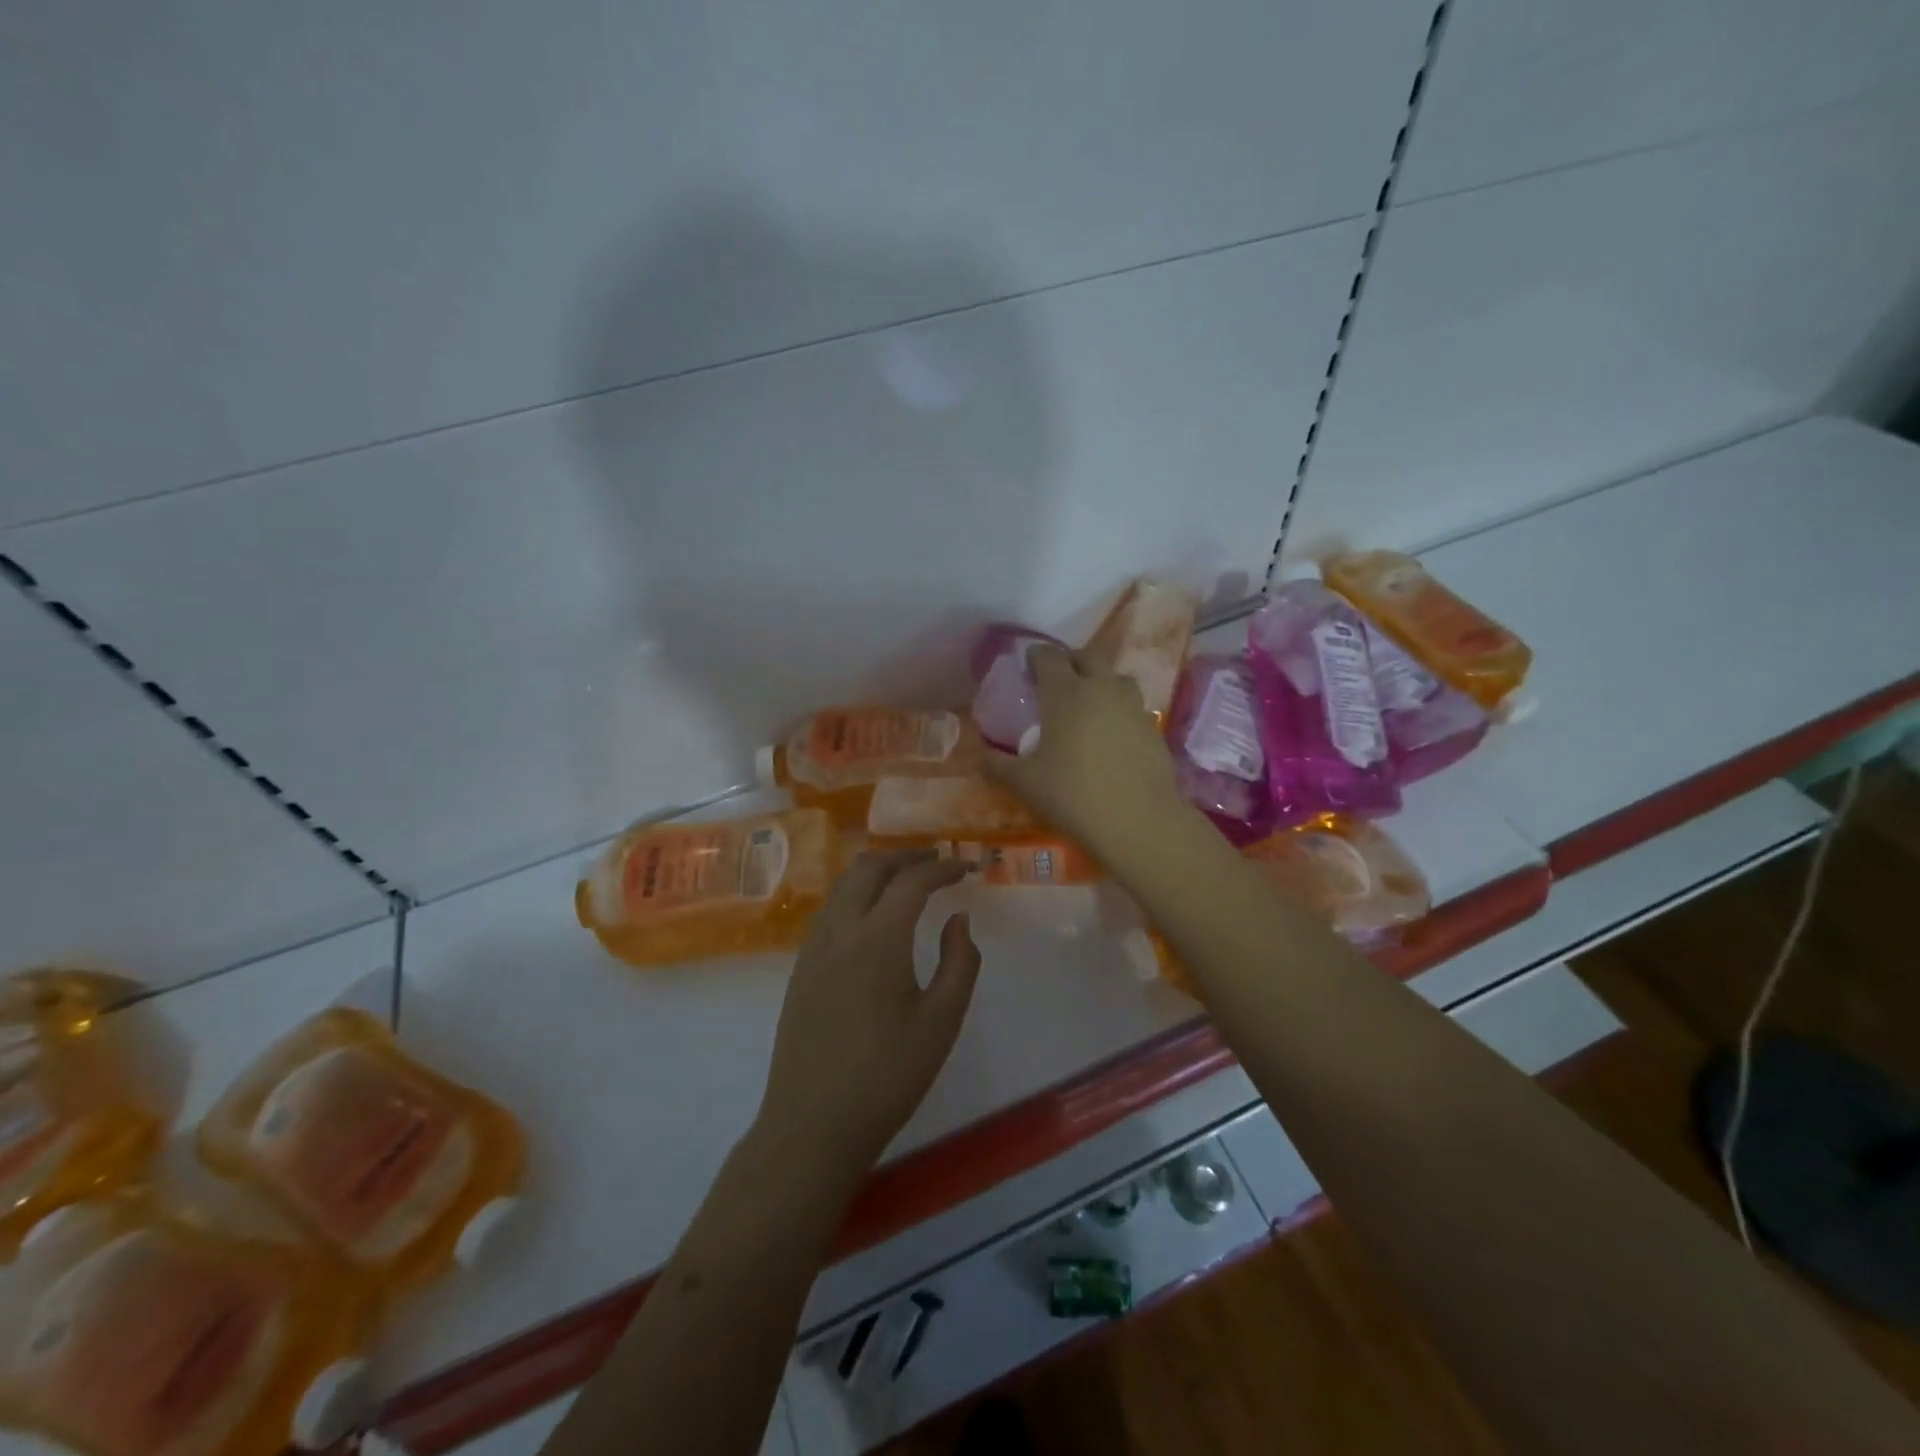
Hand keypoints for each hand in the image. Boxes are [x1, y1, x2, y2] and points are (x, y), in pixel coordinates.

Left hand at [758, 851, 982, 1184]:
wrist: (812, 1125)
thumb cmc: (887, 1076)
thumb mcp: (941, 1023)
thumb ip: (959, 963)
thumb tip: (958, 919)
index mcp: (877, 939)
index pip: (912, 881)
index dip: (942, 867)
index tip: (967, 867)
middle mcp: (840, 931)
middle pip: (869, 868)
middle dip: (905, 856)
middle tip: (936, 860)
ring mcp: (813, 949)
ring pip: (843, 886)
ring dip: (877, 871)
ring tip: (907, 880)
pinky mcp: (800, 969)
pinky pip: (829, 910)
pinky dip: (856, 894)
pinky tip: (872, 918)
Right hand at [983, 646, 1187, 858]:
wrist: (1137, 821)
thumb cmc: (1072, 795)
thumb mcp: (1023, 783)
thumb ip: (997, 765)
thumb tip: (982, 756)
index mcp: (1065, 693)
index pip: (1048, 657)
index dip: (1035, 656)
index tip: (1027, 664)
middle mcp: (1101, 689)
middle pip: (1085, 658)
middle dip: (1068, 662)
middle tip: (1055, 679)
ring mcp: (1132, 706)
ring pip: (1115, 677)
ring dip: (1099, 680)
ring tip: (1088, 700)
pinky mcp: (1153, 727)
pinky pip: (1132, 705)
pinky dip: (1118, 707)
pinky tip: (1111, 732)